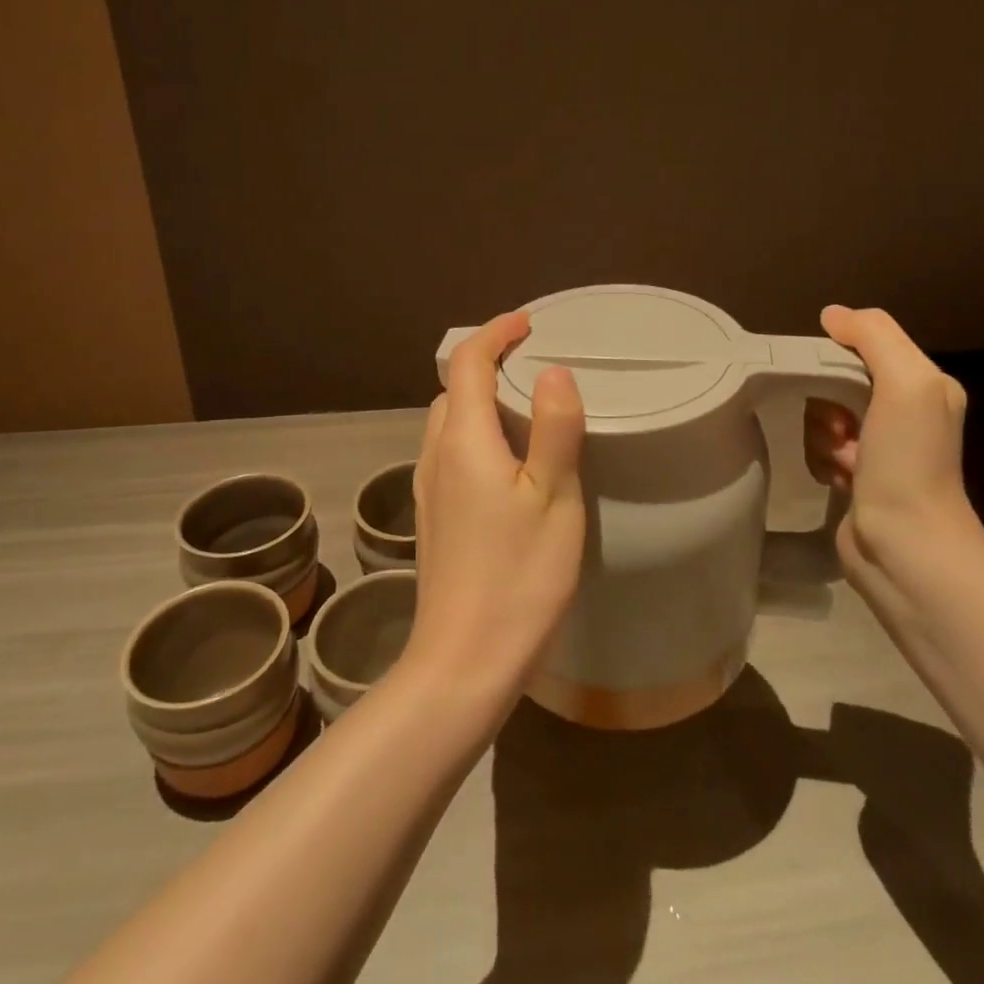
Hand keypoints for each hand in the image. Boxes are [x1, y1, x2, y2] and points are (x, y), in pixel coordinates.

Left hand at [403, 311, 586, 709]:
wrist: (464, 661)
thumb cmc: (518, 577)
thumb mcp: (553, 499)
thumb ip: (554, 428)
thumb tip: (553, 371)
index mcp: (464, 442)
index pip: (467, 363)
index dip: (495, 333)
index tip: (528, 323)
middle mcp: (436, 456)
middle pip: (453, 390)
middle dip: (487, 363)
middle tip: (534, 363)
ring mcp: (429, 490)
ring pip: (448, 423)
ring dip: (479, 399)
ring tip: (525, 407)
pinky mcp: (434, 518)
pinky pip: (450, 453)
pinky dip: (475, 433)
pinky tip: (507, 463)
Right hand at [804, 305, 976, 591]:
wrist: (906, 547)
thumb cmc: (908, 461)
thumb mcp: (906, 382)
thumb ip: (873, 336)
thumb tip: (832, 314)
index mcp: (922, 384)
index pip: (864, 345)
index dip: (837, 356)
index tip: (828, 379)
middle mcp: (903, 412)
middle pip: (836, 381)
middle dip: (827, 403)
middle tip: (841, 429)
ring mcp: (878, 448)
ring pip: (821, 416)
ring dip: (822, 436)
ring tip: (844, 462)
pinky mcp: (855, 477)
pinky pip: (818, 449)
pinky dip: (821, 461)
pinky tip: (838, 480)